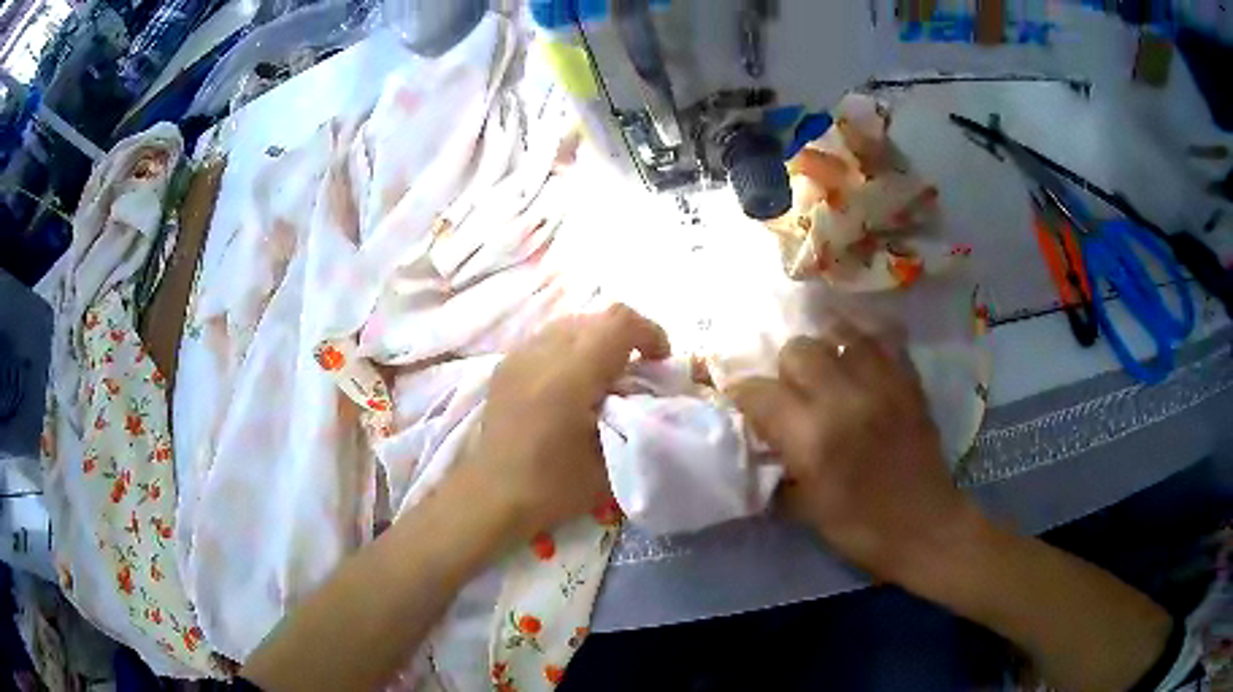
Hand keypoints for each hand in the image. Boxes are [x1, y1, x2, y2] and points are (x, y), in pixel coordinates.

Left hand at [464, 304, 670, 538]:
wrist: (492, 496)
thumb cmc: (553, 487)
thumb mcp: (609, 461)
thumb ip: (634, 419)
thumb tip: (647, 397)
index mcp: (569, 375)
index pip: (618, 322)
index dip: (649, 332)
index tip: (660, 362)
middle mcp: (541, 353)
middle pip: (595, 316)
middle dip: (625, 335)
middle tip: (636, 371)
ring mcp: (518, 356)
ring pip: (569, 323)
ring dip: (596, 339)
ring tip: (603, 375)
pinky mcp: (505, 366)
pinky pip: (547, 339)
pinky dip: (570, 349)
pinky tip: (571, 383)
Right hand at [728, 319, 979, 583]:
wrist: (925, 527)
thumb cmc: (860, 528)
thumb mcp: (805, 508)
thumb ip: (779, 467)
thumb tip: (762, 441)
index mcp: (812, 438)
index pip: (760, 392)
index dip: (743, 394)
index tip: (744, 403)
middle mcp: (844, 400)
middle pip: (798, 349)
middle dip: (784, 368)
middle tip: (792, 391)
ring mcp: (882, 384)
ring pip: (839, 334)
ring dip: (825, 350)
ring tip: (827, 370)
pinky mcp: (908, 381)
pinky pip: (882, 341)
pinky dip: (865, 344)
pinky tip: (860, 361)